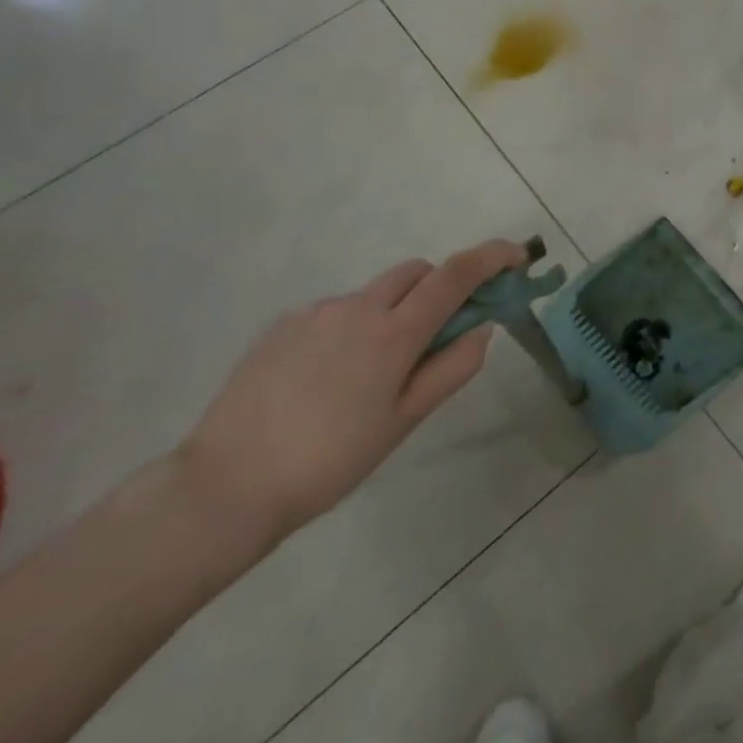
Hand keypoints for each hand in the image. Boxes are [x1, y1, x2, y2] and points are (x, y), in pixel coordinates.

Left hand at [175, 241, 530, 550]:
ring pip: (375, 292)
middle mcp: (358, 307)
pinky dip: (354, 326)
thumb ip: (453, 368)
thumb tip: (482, 328)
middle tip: (440, 333)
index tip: (517, 257)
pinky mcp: (283, 324)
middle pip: (417, 272)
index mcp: (394, 332)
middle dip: (440, 287)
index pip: (456, 274)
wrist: (226, 485)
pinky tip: (332, 377)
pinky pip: (337, 310)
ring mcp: (316, 312)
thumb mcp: (406, 420)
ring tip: (375, 371)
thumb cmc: (332, 459)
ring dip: (395, 310)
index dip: (493, 257)